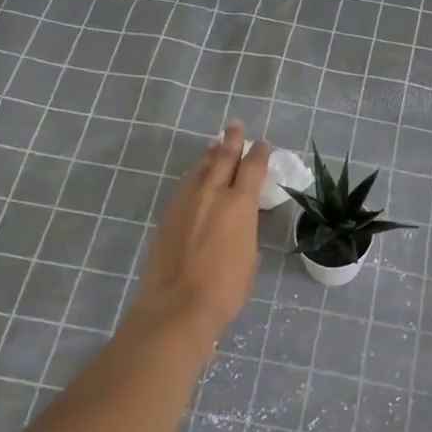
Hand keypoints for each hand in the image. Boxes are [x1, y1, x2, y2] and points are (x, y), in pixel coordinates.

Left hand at [129, 123, 269, 340]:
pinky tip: (196, 177)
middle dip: (232, 140)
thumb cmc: (225, 289)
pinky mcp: (168, 214)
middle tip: (235, 125)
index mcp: (240, 204)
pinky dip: (195, 175)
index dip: (259, 153)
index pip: (252, 167)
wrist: (177, 305)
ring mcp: (186, 202)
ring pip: (200, 168)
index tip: (263, 144)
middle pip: (223, 157)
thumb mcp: (248, 259)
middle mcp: (212, 194)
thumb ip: (245, 233)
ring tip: (215, 146)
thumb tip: (238, 227)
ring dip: (210, 155)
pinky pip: (185, 185)